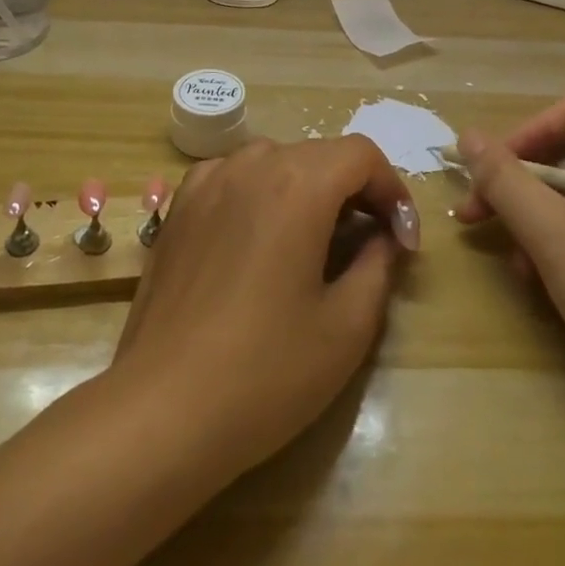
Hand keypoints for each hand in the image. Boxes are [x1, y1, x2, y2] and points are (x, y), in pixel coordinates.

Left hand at [110, 137, 415, 478]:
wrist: (162, 410)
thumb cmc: (266, 371)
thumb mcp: (347, 326)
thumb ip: (378, 264)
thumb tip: (383, 237)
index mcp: (297, 184)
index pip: (362, 155)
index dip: (392, 191)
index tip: (402, 242)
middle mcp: (250, 165)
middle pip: (319, 155)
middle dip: (355, 192)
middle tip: (370, 245)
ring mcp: (206, 182)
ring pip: (275, 163)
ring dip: (307, 190)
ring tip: (315, 243)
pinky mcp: (178, 207)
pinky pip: (234, 179)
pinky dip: (261, 195)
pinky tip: (259, 241)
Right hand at [454, 88, 564, 458]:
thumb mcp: (551, 233)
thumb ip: (504, 179)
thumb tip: (468, 136)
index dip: (531, 129)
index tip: (496, 169)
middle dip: (519, 182)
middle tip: (478, 215)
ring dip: (534, 219)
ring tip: (513, 262)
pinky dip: (560, 247)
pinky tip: (541, 284)